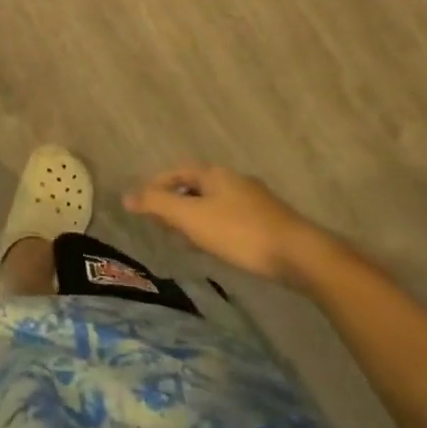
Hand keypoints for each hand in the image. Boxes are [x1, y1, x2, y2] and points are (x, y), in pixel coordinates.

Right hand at [124, 165, 333, 285]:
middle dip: (177, 203)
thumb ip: (157, 204)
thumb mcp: (190, 217)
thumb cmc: (239, 232)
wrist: (301, 255)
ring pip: (216, 204)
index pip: (177, 172)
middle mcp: (235, 180)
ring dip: (197, 218)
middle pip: (196, 187)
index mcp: (214, 173)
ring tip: (186, 240)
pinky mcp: (272, 222)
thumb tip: (125, 196)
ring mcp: (257, 201)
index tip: (144, 203)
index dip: (157, 185)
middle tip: (163, 224)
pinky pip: (233, 219)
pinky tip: (219, 248)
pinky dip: (217, 228)